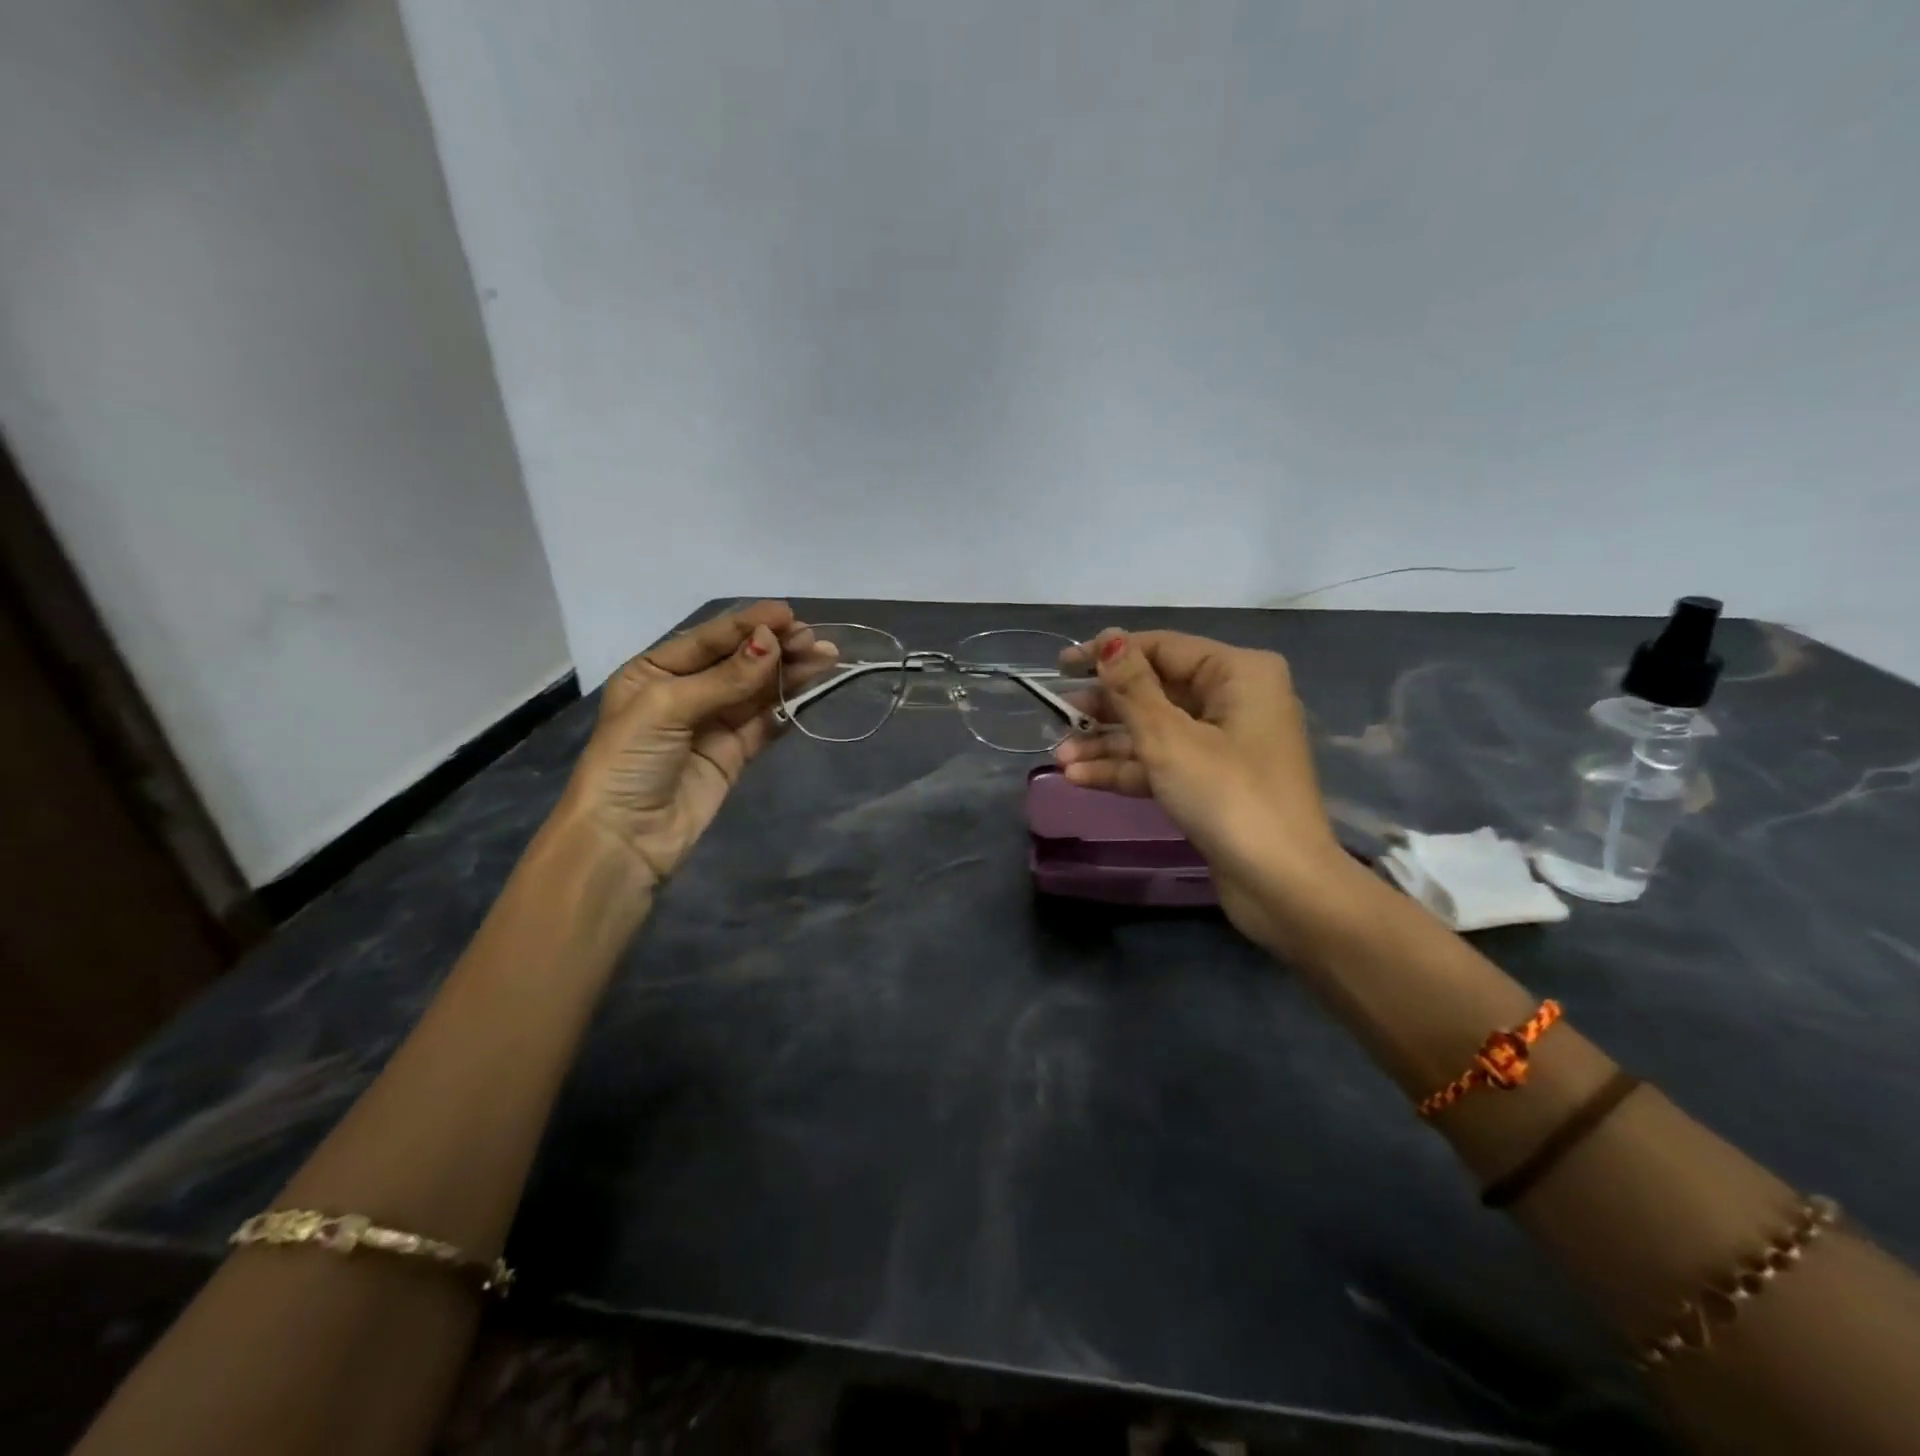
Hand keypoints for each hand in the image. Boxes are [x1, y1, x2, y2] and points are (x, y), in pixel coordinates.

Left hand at [556, 601, 824, 890]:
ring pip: (757, 689)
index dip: (749, 625)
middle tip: (814, 640)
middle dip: (776, 648)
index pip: (709, 639)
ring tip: (825, 657)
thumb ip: (724, 678)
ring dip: (789, 672)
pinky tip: (811, 687)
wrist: (626, 838)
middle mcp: (685, 692)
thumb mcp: (667, 707)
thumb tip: (771, 644)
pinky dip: (788, 704)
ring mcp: (712, 723)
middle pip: (738, 662)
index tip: (788, 614)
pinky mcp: (734, 753)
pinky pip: (765, 721)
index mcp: (655, 671)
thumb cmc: (630, 761)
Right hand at [1054, 629, 1350, 951]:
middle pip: (1156, 689)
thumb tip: (1109, 640)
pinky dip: (1126, 768)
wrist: (1281, 884)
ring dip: (1107, 743)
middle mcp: (1235, 699)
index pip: (1162, 647)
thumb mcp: (1169, 738)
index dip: (1109, 653)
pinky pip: (1163, 762)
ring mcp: (1225, 743)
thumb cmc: (1228, 796)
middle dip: (1104, 706)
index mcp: (1238, 673)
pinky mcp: (1213, 781)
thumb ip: (1132, 688)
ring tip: (1059, 756)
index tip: (1061, 664)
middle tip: (1057, 715)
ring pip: (1155, 729)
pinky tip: (1079, 778)